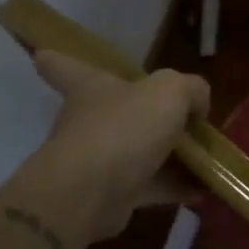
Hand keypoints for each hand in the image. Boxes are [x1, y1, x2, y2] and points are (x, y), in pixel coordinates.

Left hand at [17, 50, 209, 240]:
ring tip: (206, 157)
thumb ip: (191, 90)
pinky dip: (175, 186)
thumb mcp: (171, 91)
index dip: (58, 58)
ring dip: (169, 155)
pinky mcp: (112, 195)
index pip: (66, 66)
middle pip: (114, 111)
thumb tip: (197, 106)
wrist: (90, 194)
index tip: (41, 53)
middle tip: (180, 117)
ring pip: (138, 151)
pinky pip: (150, 185)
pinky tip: (204, 188)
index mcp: (92, 87)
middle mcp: (90, 121)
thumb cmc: (124, 127)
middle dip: (141, 114)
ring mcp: (99, 160)